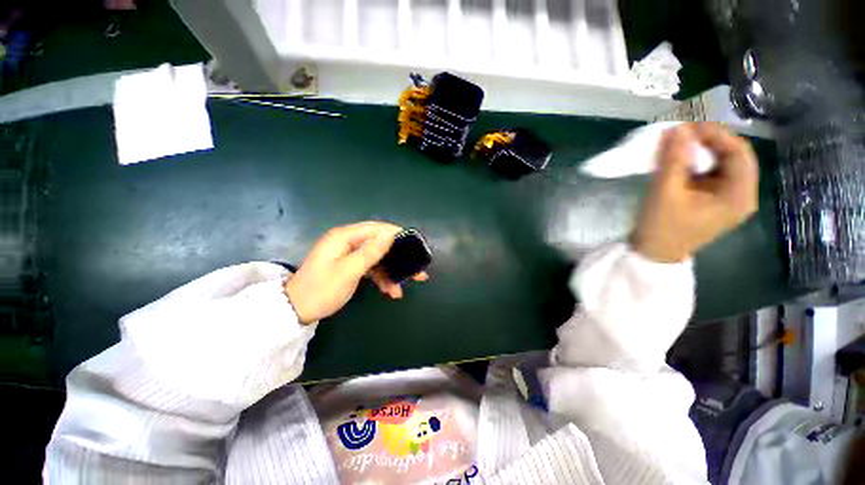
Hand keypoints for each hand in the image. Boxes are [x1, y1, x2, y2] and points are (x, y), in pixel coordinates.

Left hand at [284, 221, 429, 323]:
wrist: (296, 311)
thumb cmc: (322, 289)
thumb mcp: (349, 270)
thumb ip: (370, 251)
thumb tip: (390, 234)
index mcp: (344, 236)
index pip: (376, 228)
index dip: (396, 234)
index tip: (414, 242)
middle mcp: (347, 241)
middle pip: (379, 243)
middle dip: (398, 256)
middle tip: (415, 266)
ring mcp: (348, 254)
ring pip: (376, 258)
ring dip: (391, 271)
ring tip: (404, 286)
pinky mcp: (349, 265)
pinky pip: (370, 267)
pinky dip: (380, 277)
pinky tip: (390, 291)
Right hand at [631, 123, 758, 262]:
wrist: (653, 254)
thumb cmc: (661, 227)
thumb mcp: (665, 192)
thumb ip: (673, 159)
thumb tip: (677, 128)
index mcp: (739, 195)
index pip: (739, 152)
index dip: (715, 135)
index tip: (686, 128)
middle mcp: (742, 195)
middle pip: (734, 156)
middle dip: (708, 142)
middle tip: (680, 136)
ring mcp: (729, 198)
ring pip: (722, 163)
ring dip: (701, 152)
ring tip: (677, 146)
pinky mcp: (715, 200)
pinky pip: (712, 173)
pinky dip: (696, 163)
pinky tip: (680, 162)